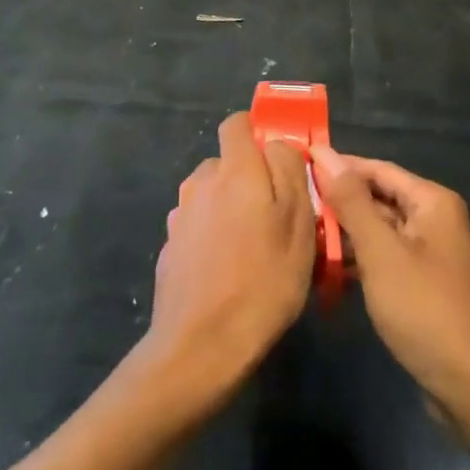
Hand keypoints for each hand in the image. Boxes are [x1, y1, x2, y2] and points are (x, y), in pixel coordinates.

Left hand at [142, 113, 313, 414]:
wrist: (201, 346)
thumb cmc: (263, 280)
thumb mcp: (298, 222)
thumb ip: (289, 170)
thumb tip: (277, 144)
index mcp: (233, 170)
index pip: (237, 123)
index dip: (258, 134)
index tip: (279, 163)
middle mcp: (200, 183)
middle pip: (227, 163)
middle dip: (250, 178)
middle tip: (277, 216)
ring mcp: (180, 216)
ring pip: (212, 196)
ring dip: (231, 209)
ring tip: (254, 249)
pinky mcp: (171, 248)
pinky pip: (199, 227)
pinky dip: (213, 237)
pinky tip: (228, 272)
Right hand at [314, 147, 469, 412]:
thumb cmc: (426, 309)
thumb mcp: (382, 252)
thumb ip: (351, 202)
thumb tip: (324, 153)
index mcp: (430, 201)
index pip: (376, 168)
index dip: (337, 166)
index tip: (296, 167)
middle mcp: (433, 220)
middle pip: (377, 198)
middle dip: (337, 202)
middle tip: (291, 205)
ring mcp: (428, 254)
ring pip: (378, 231)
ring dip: (344, 234)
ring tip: (299, 235)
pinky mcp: (421, 285)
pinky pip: (383, 259)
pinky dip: (357, 261)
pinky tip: (325, 271)